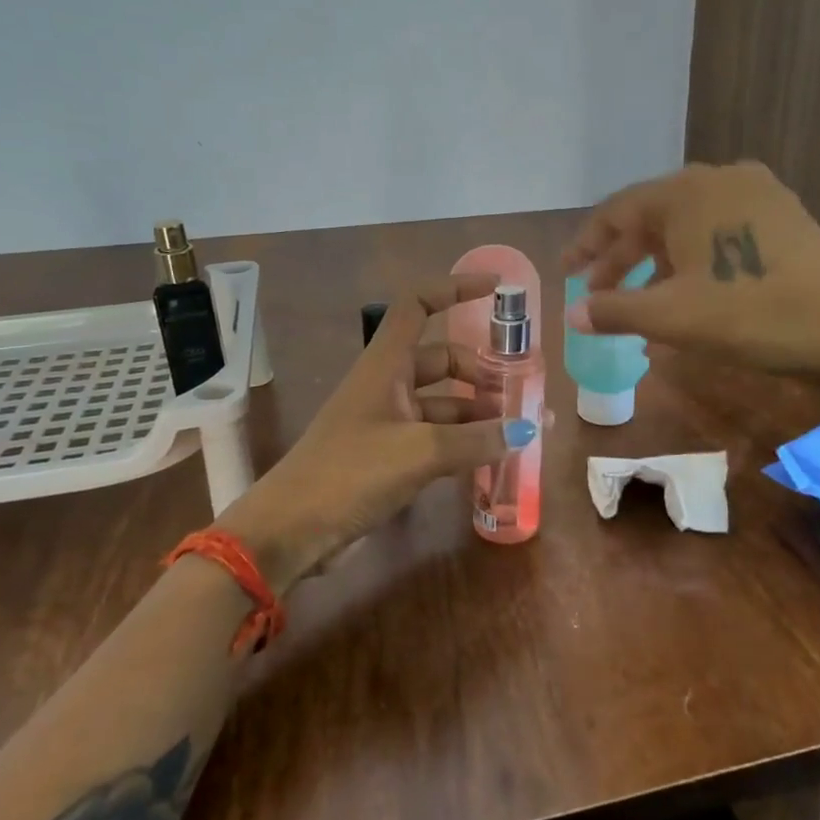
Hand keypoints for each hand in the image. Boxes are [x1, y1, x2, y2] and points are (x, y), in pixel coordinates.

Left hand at [217, 272, 533, 588]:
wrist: (291, 530)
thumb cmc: (350, 473)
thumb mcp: (420, 451)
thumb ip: (476, 439)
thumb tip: (528, 431)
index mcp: (386, 364)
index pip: (418, 306)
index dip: (455, 289)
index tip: (496, 290)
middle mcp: (387, 385)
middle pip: (442, 359)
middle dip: (480, 372)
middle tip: (518, 394)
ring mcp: (387, 422)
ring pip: (442, 402)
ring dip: (477, 412)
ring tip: (516, 432)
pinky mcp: (388, 457)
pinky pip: (436, 437)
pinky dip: (463, 442)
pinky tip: (491, 458)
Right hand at [560, 161, 819, 379]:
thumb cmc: (750, 315)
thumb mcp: (672, 316)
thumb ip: (615, 310)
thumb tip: (572, 316)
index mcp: (687, 191)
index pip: (618, 211)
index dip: (586, 244)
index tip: (565, 273)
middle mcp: (720, 179)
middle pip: (653, 215)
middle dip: (620, 256)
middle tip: (595, 290)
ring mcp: (757, 195)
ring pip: (687, 225)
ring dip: (655, 261)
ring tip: (636, 298)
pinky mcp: (783, 217)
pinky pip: (719, 231)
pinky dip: (692, 259)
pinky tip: (686, 290)